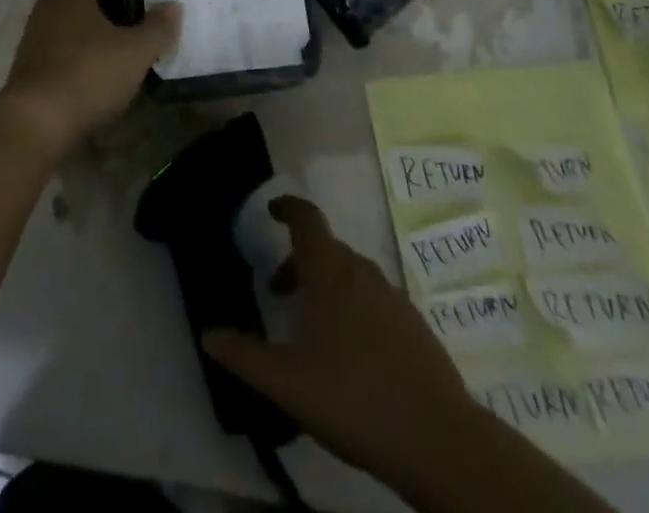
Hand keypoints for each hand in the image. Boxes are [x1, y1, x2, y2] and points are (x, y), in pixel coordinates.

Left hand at [0, 0, 177, 160]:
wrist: (35, 124)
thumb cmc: (88, 74)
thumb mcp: (135, 53)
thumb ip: (157, 28)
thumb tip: (173, 4)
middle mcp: (46, 11)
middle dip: (93, 5)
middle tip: (122, 18)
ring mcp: (31, 42)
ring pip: (59, 27)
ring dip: (80, 35)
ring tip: (109, 52)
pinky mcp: (25, 72)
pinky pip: (51, 55)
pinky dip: (69, 61)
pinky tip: (89, 80)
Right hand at [201, 197, 480, 505]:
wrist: (440, 441)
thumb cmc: (354, 398)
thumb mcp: (287, 383)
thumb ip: (244, 356)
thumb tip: (208, 334)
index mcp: (329, 272)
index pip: (306, 218)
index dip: (287, 208)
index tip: (272, 211)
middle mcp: (362, 272)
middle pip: (326, 249)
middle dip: (299, 262)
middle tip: (279, 292)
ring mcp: (393, 297)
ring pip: (351, 276)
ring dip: (326, 287)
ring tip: (312, 329)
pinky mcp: (414, 326)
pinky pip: (373, 300)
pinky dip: (353, 308)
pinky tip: (351, 355)